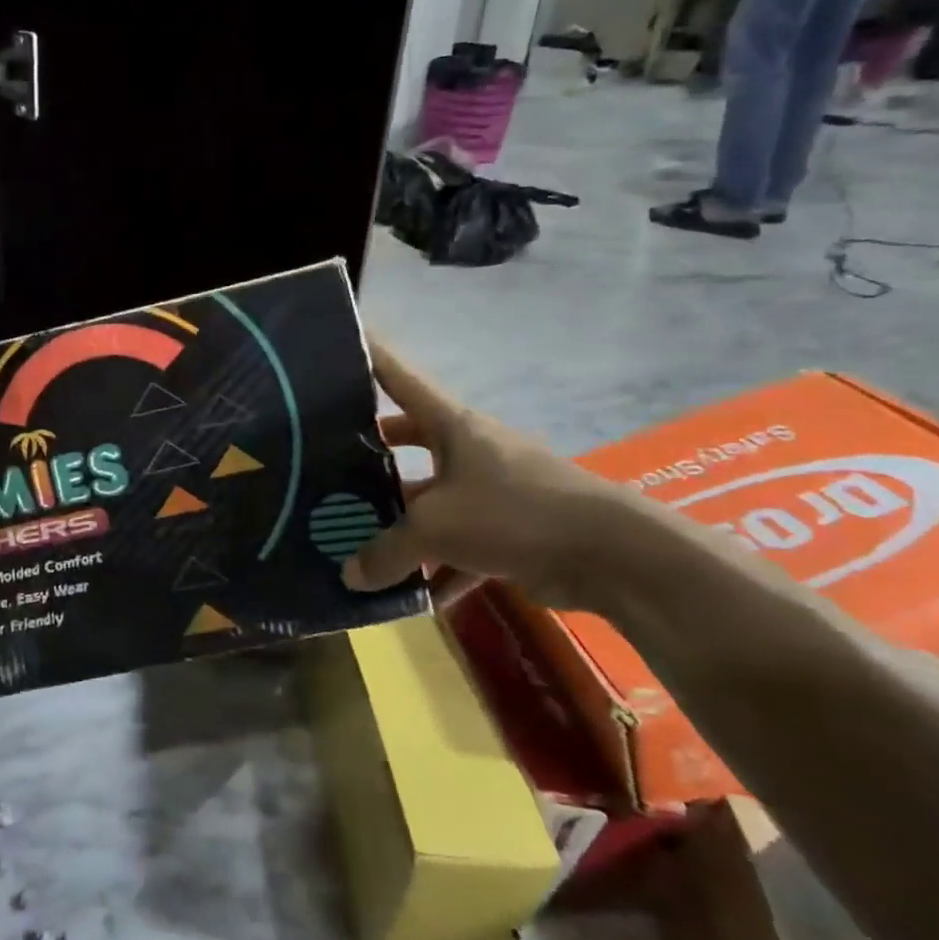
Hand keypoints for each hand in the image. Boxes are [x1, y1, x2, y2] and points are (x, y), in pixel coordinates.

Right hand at [342, 340, 629, 607]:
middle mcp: (468, 450)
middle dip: (372, 454)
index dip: (369, 357)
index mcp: (450, 425)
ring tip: (355, 538)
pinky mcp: (509, 532)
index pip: (399, 377)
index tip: (340, 342)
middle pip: (409, 441)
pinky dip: (438, 570)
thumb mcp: (435, 528)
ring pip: (431, 501)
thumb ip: (386, 551)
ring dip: (400, 524)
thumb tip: (349, 577)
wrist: (609, 554)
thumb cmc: (512, 512)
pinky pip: (460, 548)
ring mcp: (490, 491)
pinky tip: (412, 597)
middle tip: (329, 463)